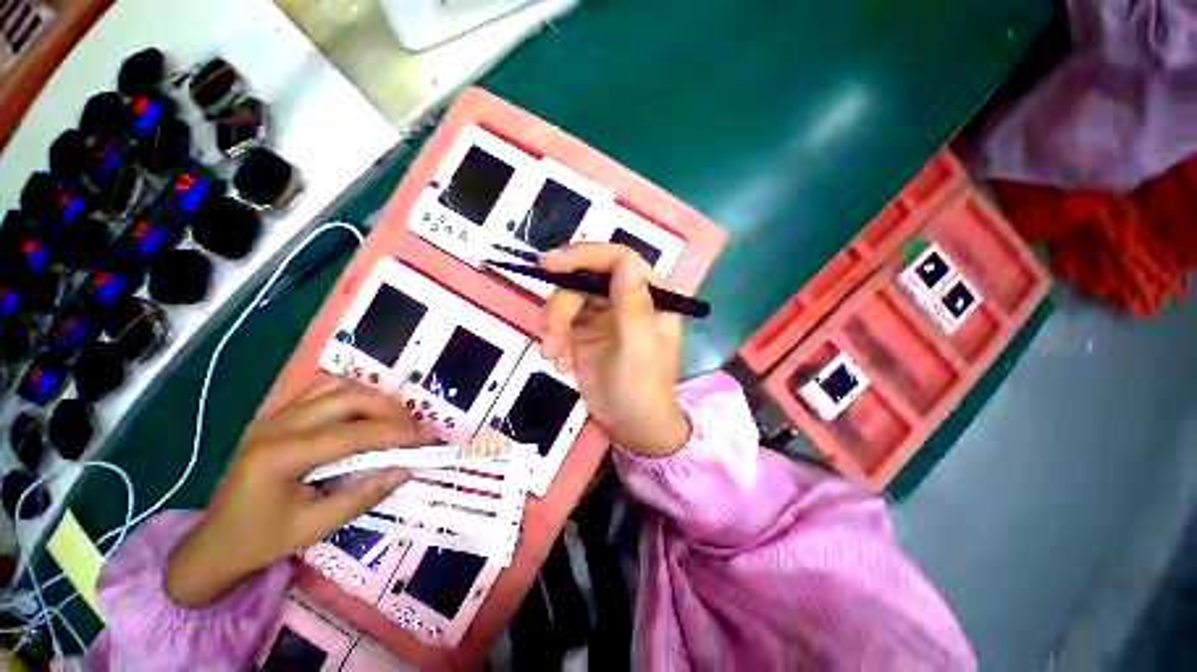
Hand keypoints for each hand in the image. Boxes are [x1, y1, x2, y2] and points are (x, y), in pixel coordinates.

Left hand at [167, 377, 424, 606]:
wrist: (214, 542)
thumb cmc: (262, 540)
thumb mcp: (314, 527)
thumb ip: (363, 495)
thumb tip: (406, 469)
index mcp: (281, 456)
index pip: (352, 433)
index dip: (395, 433)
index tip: (426, 438)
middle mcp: (277, 425)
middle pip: (346, 397)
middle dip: (388, 408)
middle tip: (412, 427)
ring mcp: (274, 415)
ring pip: (335, 386)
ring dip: (372, 397)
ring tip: (393, 417)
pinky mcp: (276, 415)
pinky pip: (321, 390)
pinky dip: (351, 394)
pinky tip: (363, 413)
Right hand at [540, 244, 690, 457]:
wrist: (631, 425)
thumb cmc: (643, 388)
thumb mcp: (639, 348)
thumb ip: (633, 305)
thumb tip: (625, 260)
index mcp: (651, 294)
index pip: (618, 258)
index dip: (584, 255)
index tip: (549, 264)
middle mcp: (626, 296)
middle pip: (583, 278)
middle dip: (562, 306)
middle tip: (550, 339)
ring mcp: (603, 311)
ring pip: (566, 298)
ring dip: (554, 326)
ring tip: (554, 356)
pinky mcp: (583, 329)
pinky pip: (559, 320)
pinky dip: (554, 339)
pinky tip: (560, 362)